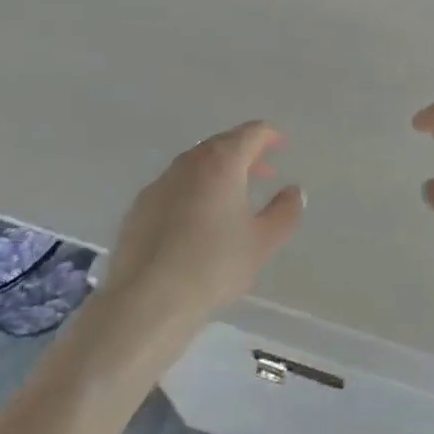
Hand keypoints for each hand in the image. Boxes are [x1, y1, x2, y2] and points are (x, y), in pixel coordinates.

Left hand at [98, 122, 303, 335]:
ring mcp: (160, 182)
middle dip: (245, 153)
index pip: (250, 133)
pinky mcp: (140, 206)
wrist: (147, 300)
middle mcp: (189, 162)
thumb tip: (294, 191)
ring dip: (218, 171)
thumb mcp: (262, 243)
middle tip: (262, 173)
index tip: (280, 147)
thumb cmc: (213, 266)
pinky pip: (175, 186)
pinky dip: (193, 190)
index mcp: (221, 162)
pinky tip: (196, 220)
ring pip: (196, 164)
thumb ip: (285, 212)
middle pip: (221, 144)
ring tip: (232, 197)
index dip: (269, 136)